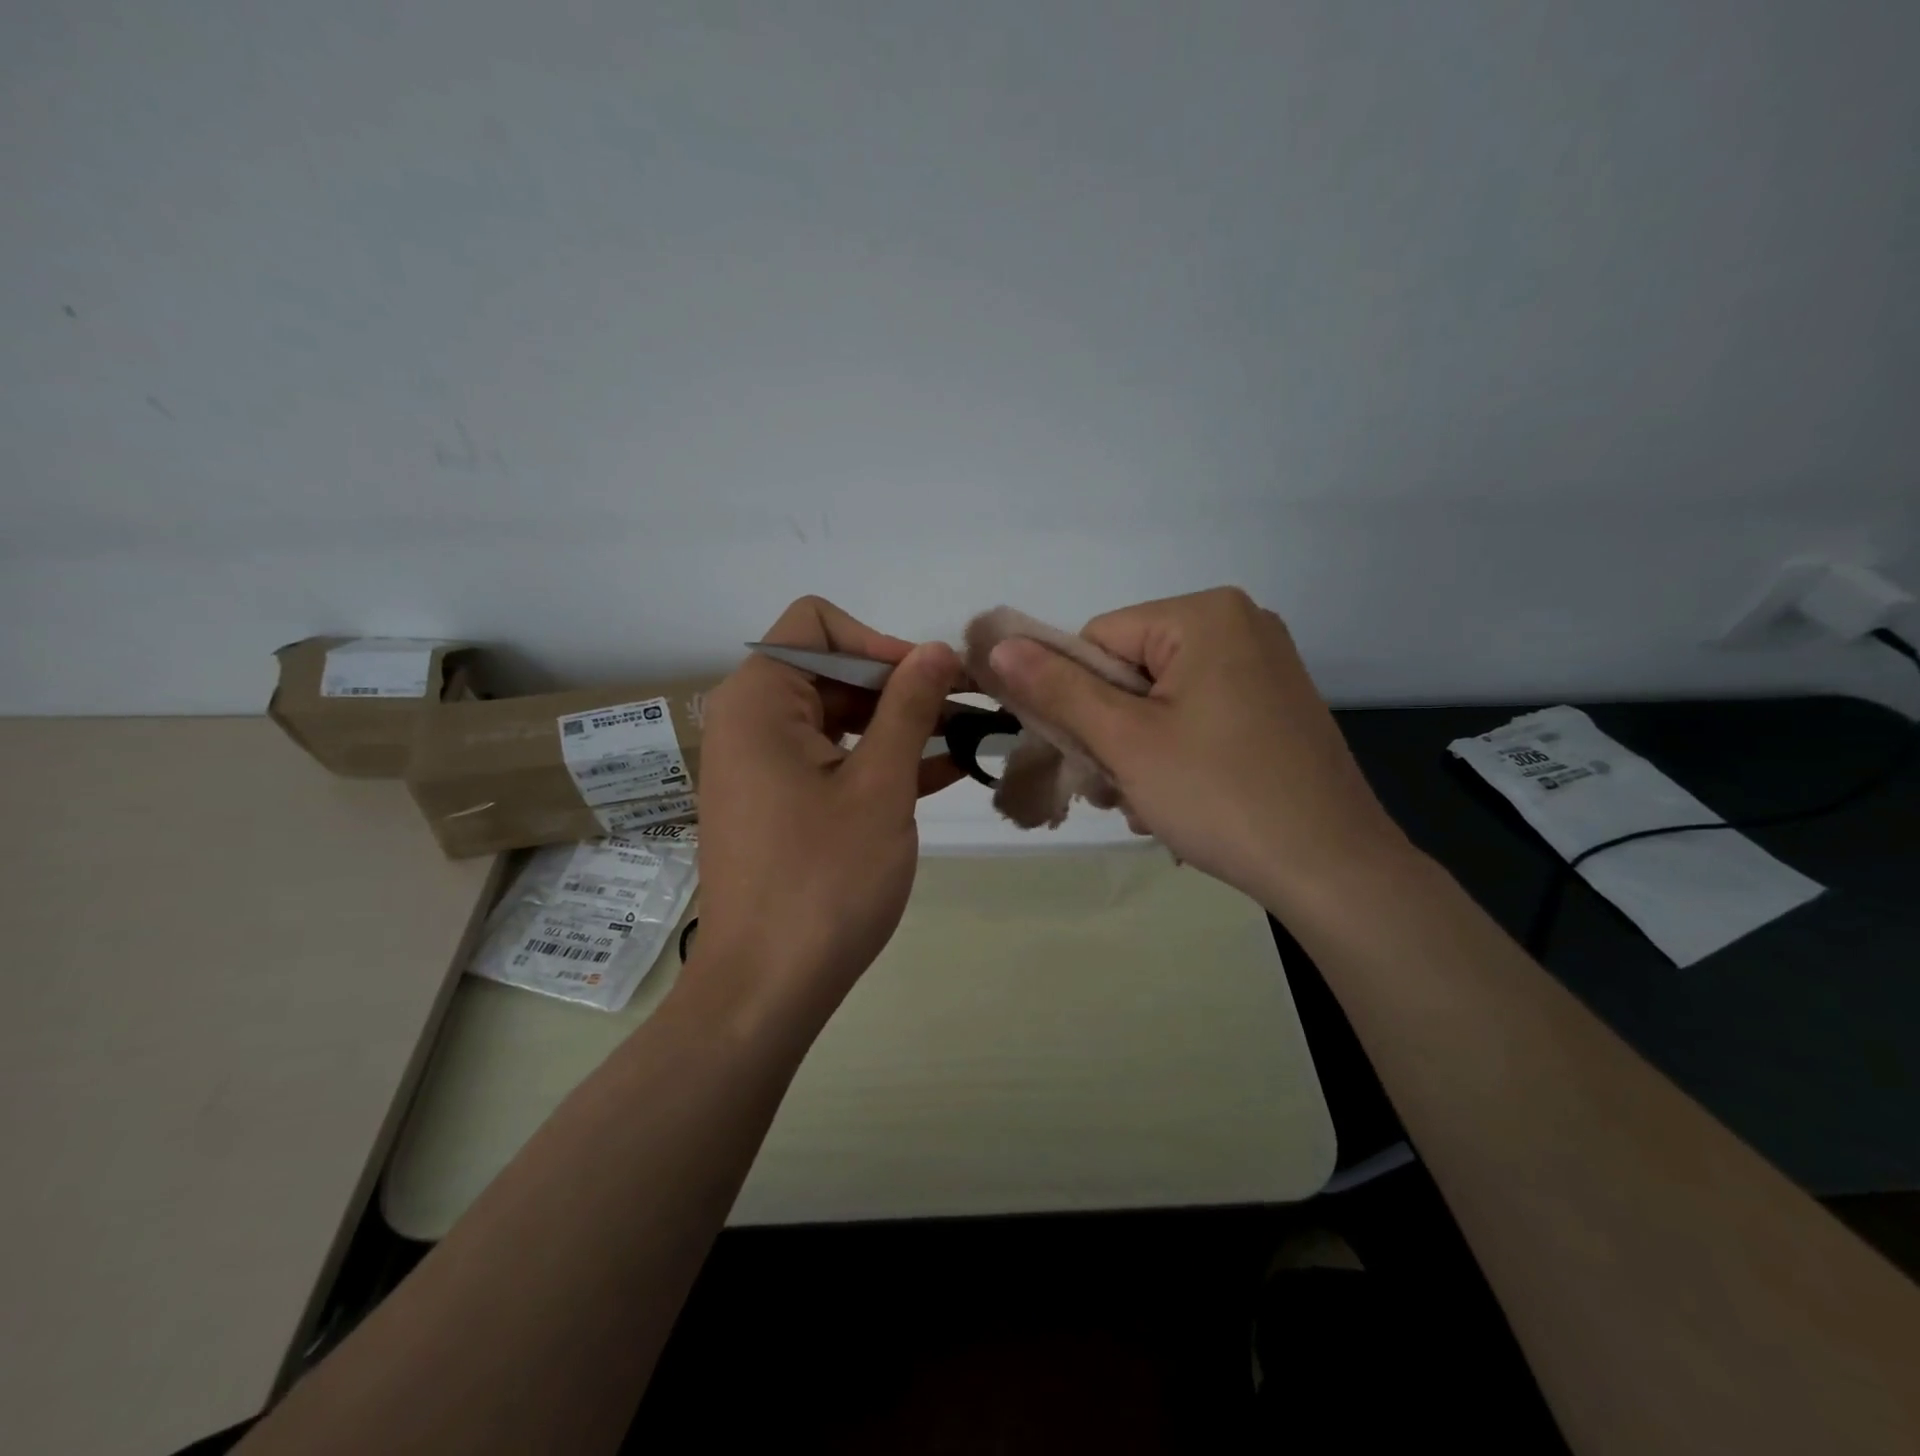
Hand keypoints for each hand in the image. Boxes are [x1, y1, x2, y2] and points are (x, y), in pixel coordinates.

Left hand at [694, 597, 963, 1021]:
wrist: (765, 990)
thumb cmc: (824, 881)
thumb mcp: (880, 786)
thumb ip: (909, 708)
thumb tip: (937, 649)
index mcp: (760, 700)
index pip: (818, 625)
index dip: (882, 643)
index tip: (932, 682)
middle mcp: (751, 721)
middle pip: (832, 670)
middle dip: (901, 686)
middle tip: (969, 710)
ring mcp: (762, 766)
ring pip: (839, 718)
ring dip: (901, 725)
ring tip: (970, 740)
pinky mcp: (778, 804)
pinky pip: (832, 761)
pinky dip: (879, 760)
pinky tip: (945, 772)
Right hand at [985, 587, 1409, 907]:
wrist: (1333, 869)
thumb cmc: (1220, 795)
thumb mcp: (1126, 740)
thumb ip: (1058, 688)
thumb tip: (998, 644)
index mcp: (1205, 614)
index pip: (1098, 640)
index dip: (1079, 699)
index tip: (1091, 755)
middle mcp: (1241, 623)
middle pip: (1130, 669)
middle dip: (1111, 731)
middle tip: (1117, 788)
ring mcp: (1265, 665)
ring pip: (1160, 698)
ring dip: (1138, 749)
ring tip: (1149, 801)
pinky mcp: (1275, 704)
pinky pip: (1198, 714)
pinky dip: (1176, 751)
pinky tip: (1183, 796)